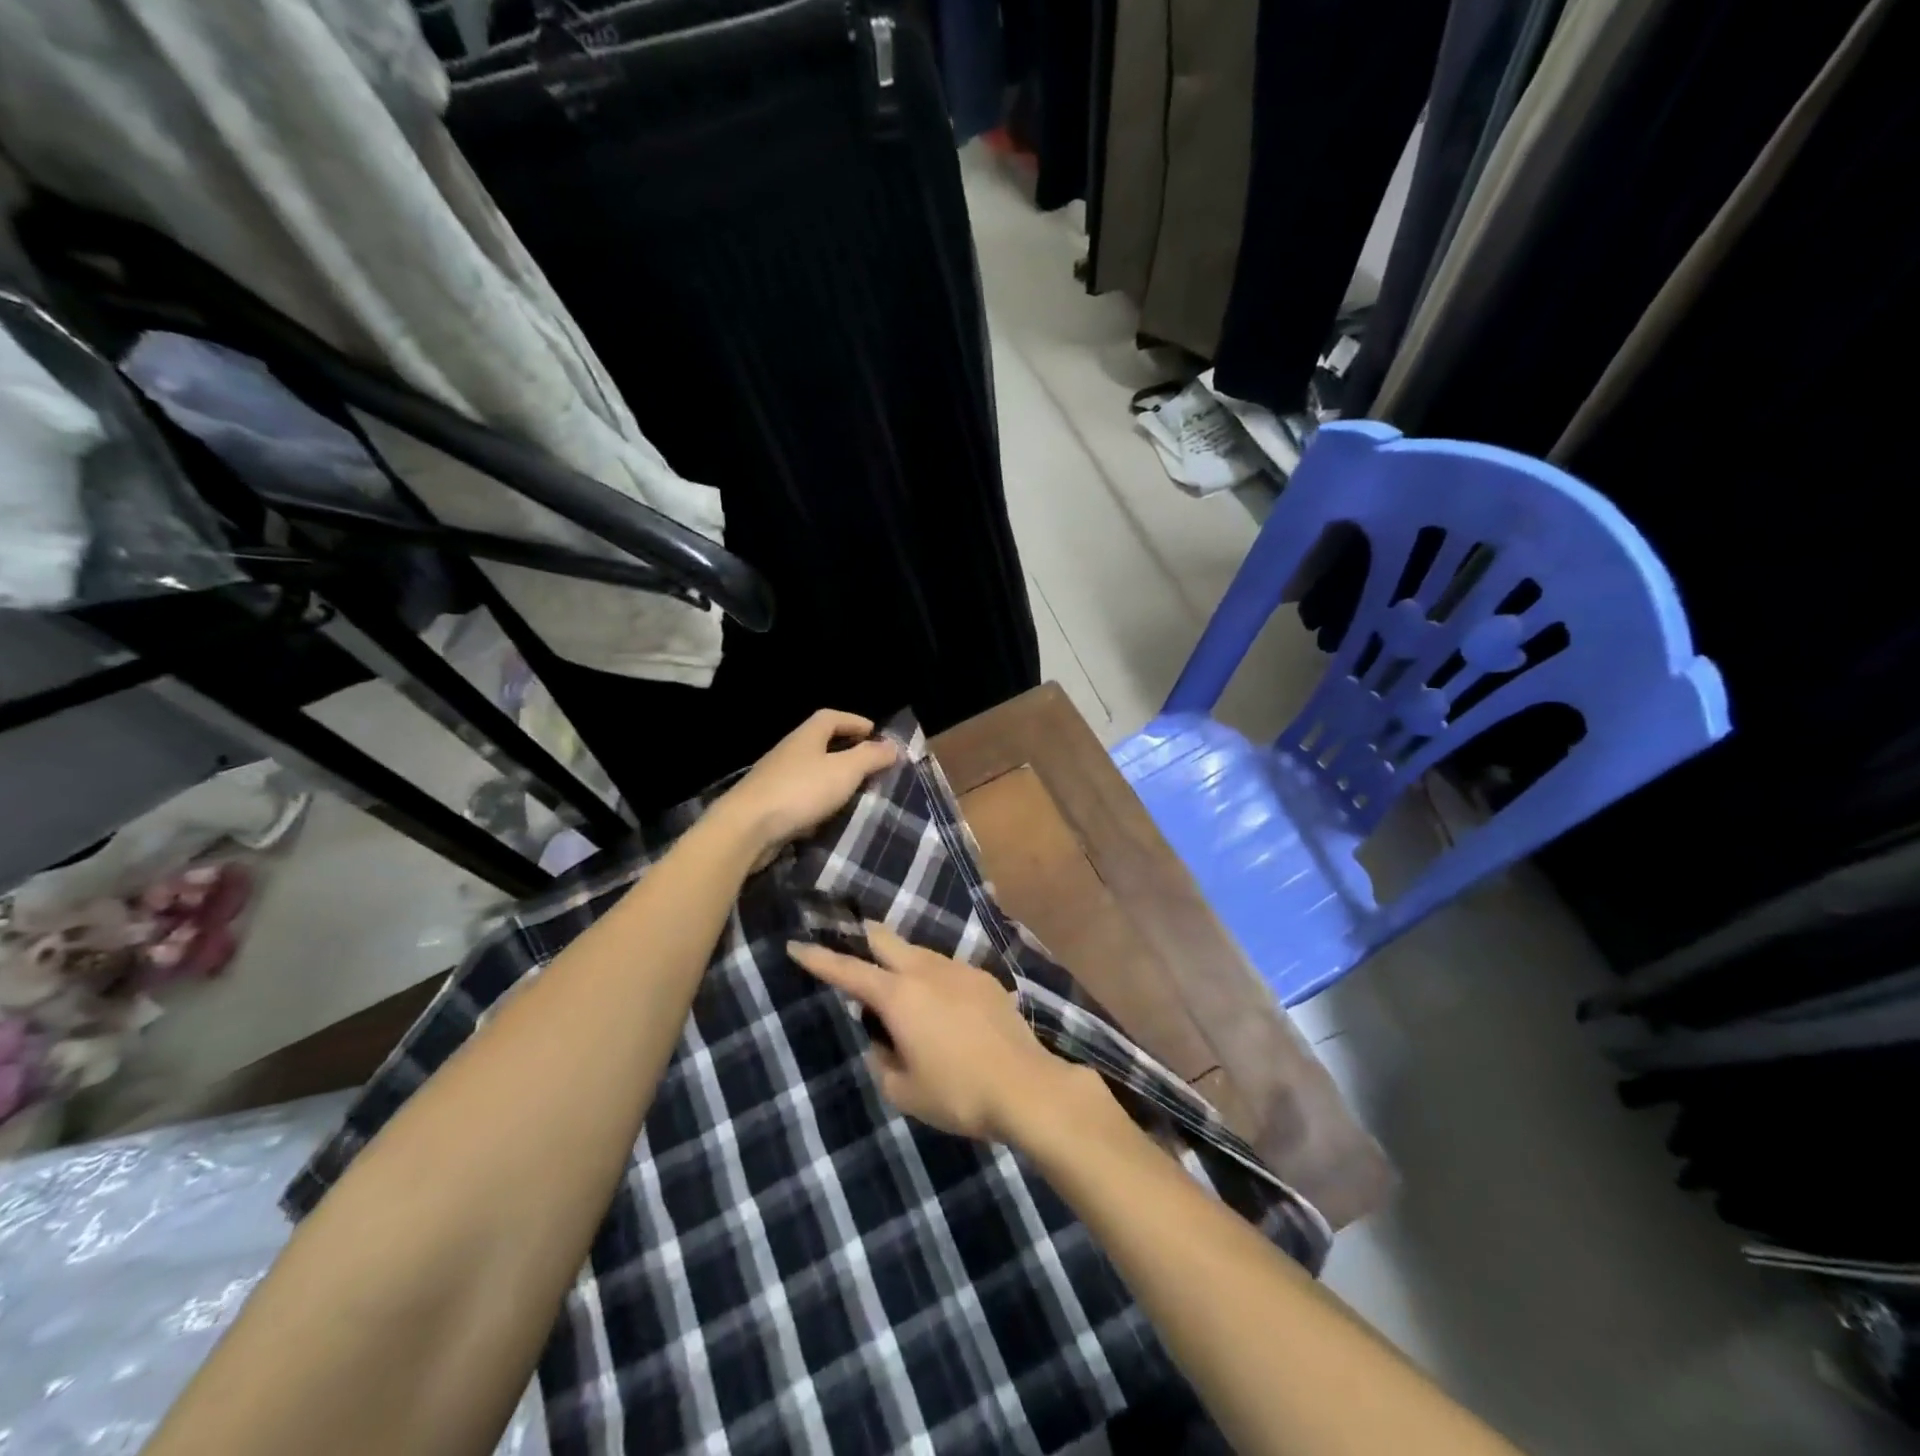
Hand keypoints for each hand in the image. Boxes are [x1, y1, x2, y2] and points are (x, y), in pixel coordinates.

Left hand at [714, 710, 898, 865]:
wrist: (747, 828)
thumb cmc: (800, 791)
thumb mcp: (844, 771)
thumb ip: (870, 757)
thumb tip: (892, 746)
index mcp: (806, 736)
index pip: (831, 717)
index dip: (853, 721)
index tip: (874, 733)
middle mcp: (789, 752)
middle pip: (820, 743)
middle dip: (846, 750)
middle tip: (870, 764)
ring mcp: (776, 779)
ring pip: (811, 771)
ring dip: (833, 778)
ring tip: (856, 791)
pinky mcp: (769, 805)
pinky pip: (801, 796)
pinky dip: (818, 801)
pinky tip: (830, 815)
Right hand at [787, 922, 1098, 1141]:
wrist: (1026, 1086)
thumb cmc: (957, 1093)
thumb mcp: (904, 1090)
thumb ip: (883, 1060)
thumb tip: (884, 1041)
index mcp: (899, 996)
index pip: (848, 971)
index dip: (819, 959)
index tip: (797, 944)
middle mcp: (927, 971)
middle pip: (886, 940)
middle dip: (863, 938)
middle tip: (850, 944)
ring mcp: (959, 970)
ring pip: (919, 953)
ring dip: (901, 962)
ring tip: (900, 990)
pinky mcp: (984, 980)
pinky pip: (946, 969)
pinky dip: (931, 978)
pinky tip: (940, 1005)